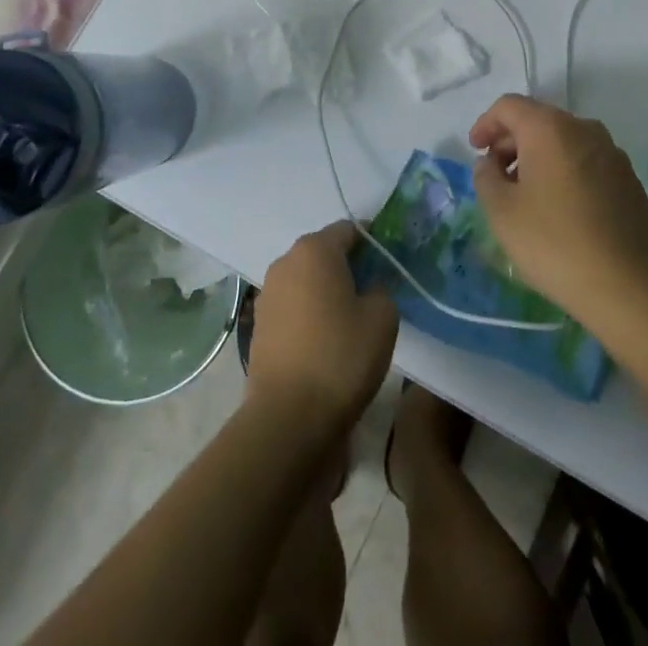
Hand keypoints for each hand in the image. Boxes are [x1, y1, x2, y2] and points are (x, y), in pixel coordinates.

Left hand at [247, 221, 397, 437]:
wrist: (288, 417)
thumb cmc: (341, 357)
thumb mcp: (382, 318)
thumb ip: (380, 289)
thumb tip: (368, 288)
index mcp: (315, 250)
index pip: (348, 230)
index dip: (371, 243)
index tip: (387, 265)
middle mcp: (286, 263)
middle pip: (323, 253)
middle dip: (347, 267)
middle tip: (372, 293)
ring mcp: (267, 294)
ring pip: (306, 280)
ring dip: (325, 291)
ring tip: (348, 321)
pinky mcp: (259, 326)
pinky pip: (292, 306)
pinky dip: (309, 314)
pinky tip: (324, 342)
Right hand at [469, 95, 647, 326]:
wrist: (627, 287)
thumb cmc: (554, 242)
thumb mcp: (501, 211)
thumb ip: (486, 177)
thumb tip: (490, 163)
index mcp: (549, 128)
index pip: (509, 106)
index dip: (486, 124)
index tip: (474, 149)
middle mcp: (584, 129)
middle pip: (538, 120)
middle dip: (511, 141)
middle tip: (495, 174)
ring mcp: (612, 153)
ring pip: (564, 141)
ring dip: (539, 157)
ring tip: (525, 193)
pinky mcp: (629, 179)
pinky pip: (586, 161)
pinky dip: (565, 171)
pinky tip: (559, 206)